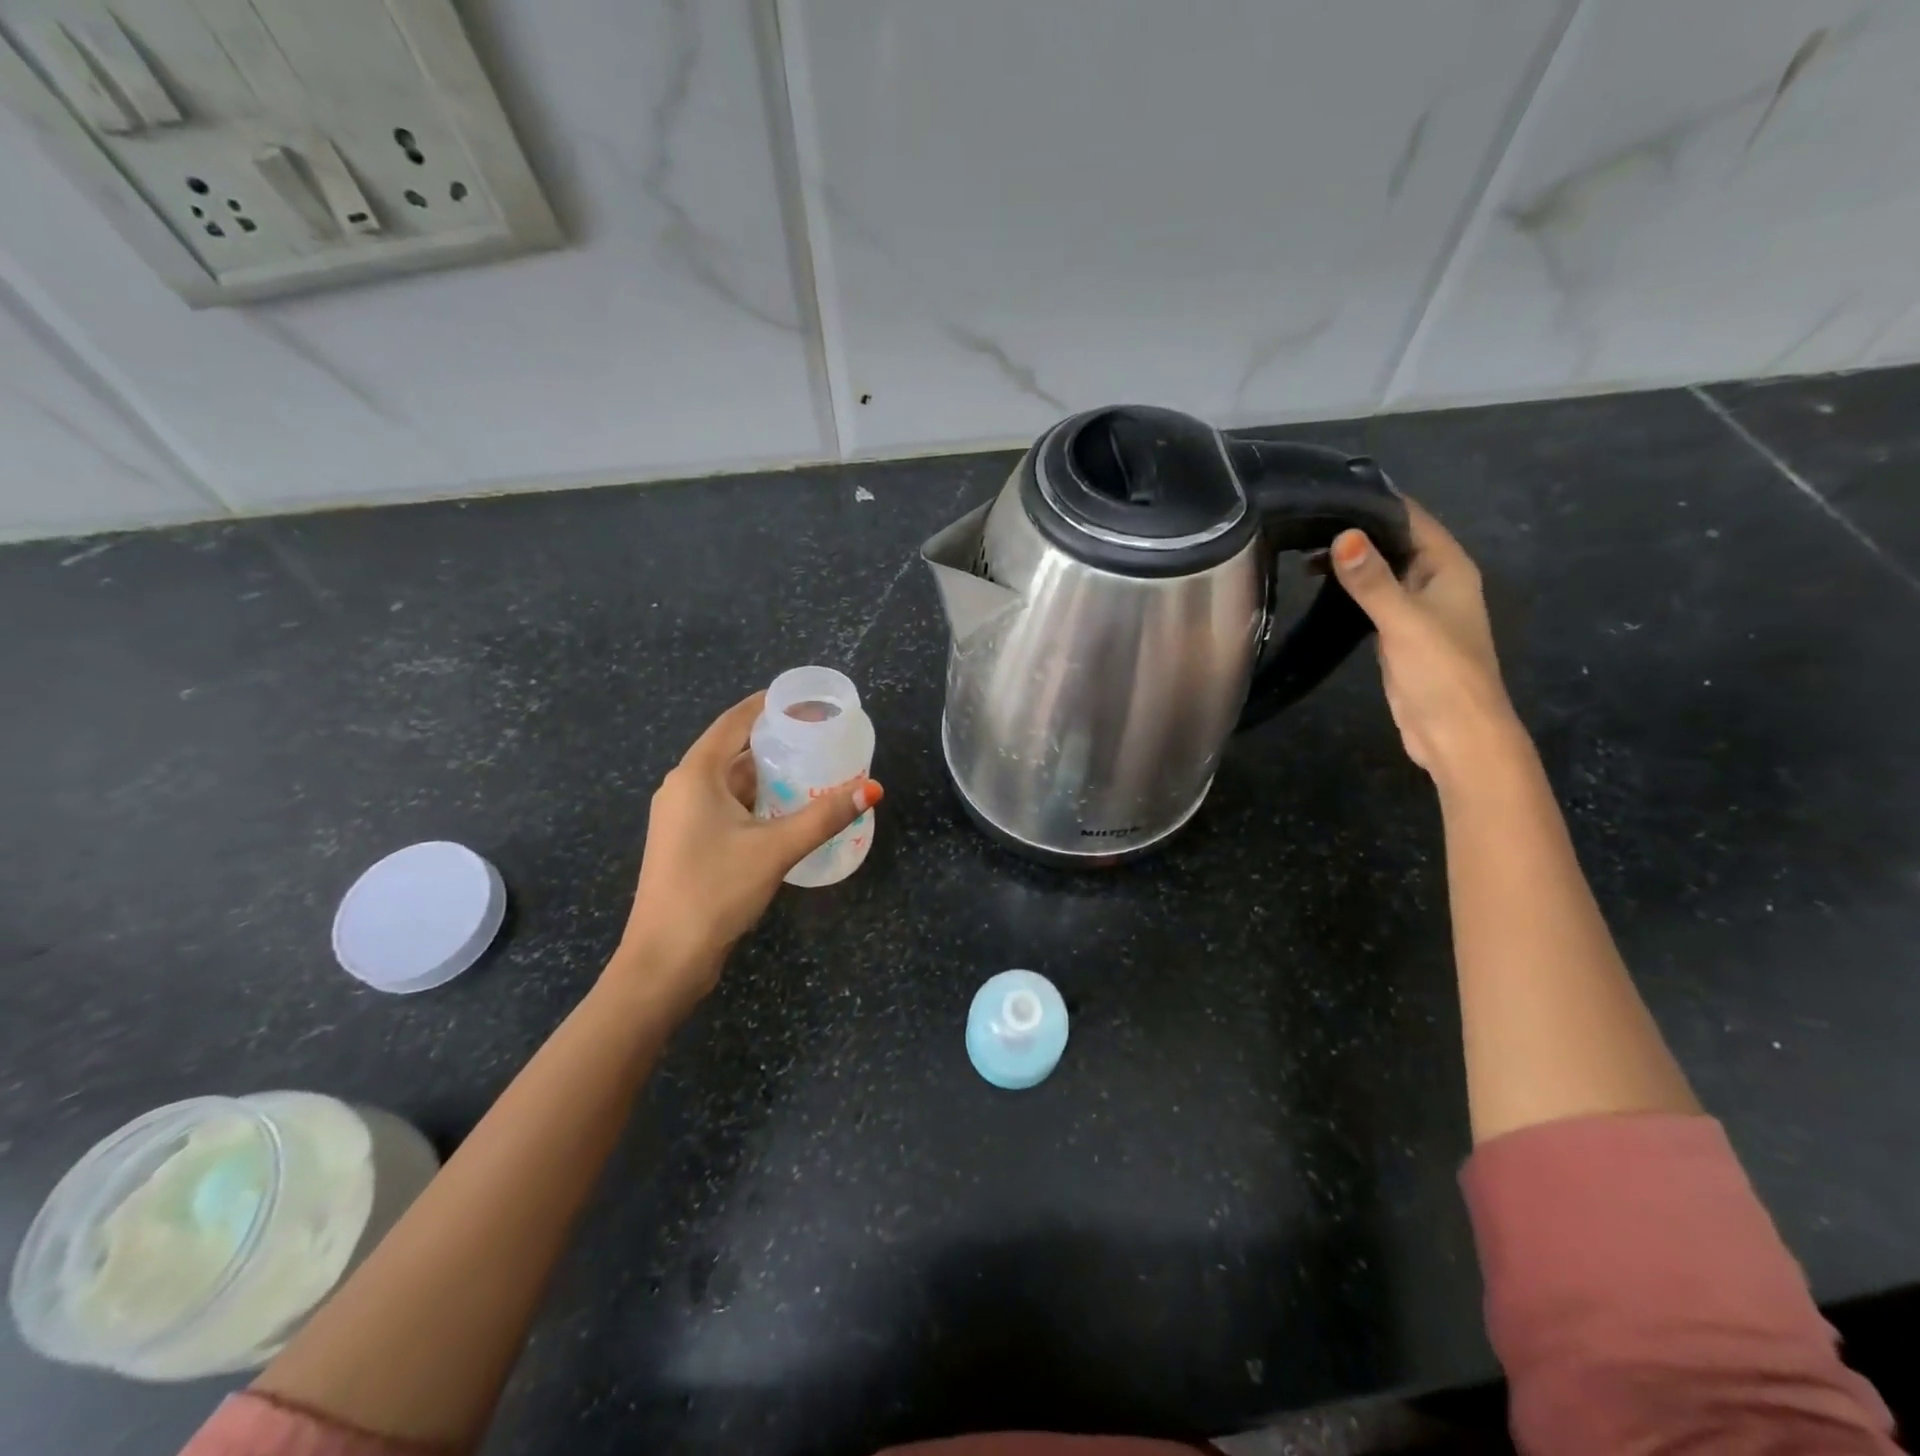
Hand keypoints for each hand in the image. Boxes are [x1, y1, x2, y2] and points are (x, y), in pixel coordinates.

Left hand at [611, 693, 882, 1010]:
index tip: (805, 700)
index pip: (734, 722)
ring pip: (731, 783)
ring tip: (814, 771)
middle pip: (734, 751)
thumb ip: (824, 816)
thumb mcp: (775, 849)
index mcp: (695, 775)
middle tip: (821, 740)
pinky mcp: (687, 842)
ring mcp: (681, 817)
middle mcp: (683, 788)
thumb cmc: (714, 891)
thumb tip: (872, 788)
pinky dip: (756, 802)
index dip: (768, 706)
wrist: (665, 959)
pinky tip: (787, 811)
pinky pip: (726, 807)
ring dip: (769, 776)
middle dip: (776, 743)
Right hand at [1330, 498, 1522, 784]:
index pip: (1411, 519)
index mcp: (1448, 568)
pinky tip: (1320, 588)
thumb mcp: (1403, 621)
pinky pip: (1373, 600)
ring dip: (1350, 561)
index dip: (1374, 503)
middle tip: (1303, 520)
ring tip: (1302, 551)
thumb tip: (1343, 535)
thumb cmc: (1440, 671)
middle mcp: (1435, 581)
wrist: (1455, 732)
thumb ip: (1372, 580)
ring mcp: (1417, 609)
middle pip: (1394, 543)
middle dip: (1355, 531)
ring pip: (1381, 572)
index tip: (1328, 491)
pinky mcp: (1399, 634)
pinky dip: (1350, 590)